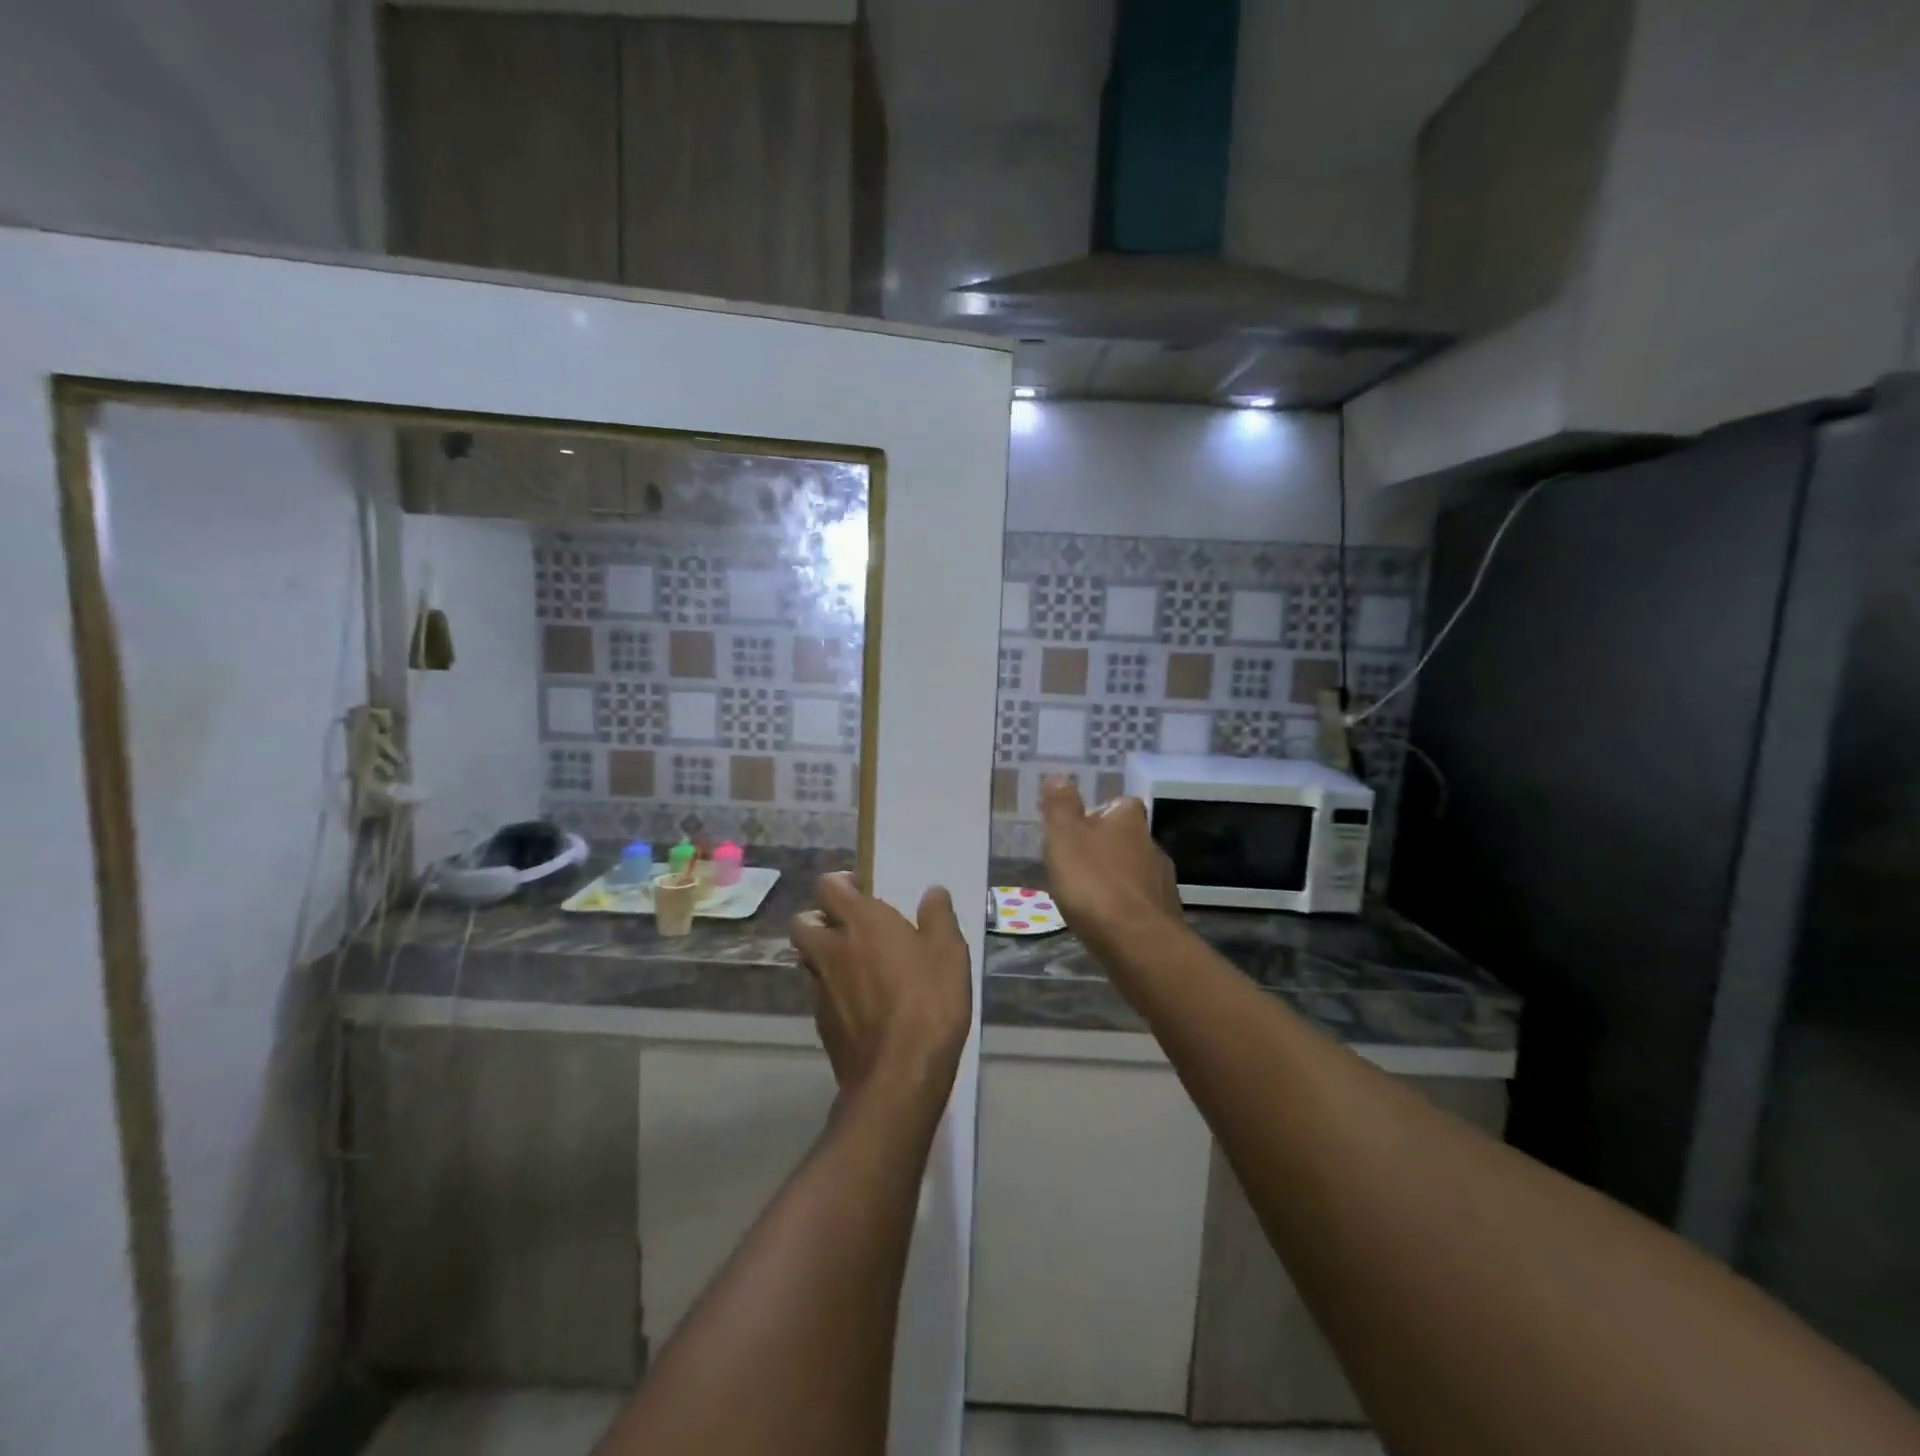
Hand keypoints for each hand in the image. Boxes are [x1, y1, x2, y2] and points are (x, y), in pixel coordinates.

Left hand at [790, 873, 971, 1096]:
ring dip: (825, 957)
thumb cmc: (928, 1000)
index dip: (841, 883)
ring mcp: (821, 990)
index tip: (863, 890)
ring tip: (859, 967)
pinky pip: (822, 995)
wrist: (900, 1073)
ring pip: (809, 961)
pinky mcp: (823, 1025)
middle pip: (803, 923)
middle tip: (851, 928)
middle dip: (819, 919)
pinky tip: (864, 1006)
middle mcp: (831, 950)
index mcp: (860, 922)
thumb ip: (938, 916)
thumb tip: (933, 892)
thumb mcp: (949, 951)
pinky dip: (835, 992)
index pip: (827, 886)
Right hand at [1040, 777, 1183, 954]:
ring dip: (1115, 878)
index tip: (1077, 828)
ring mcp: (1163, 882)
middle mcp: (1152, 845)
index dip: (1100, 813)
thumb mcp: (1064, 837)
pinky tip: (1106, 921)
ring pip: (1135, 871)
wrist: (1137, 943)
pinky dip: (1124, 906)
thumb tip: (1058, 777)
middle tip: (1076, 864)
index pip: (1120, 804)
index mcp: (1129, 821)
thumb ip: (1061, 807)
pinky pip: (1140, 902)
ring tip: (1088, 895)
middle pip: (1128, 838)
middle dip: (1106, 848)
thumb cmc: (1094, 882)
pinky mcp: (1165, 915)